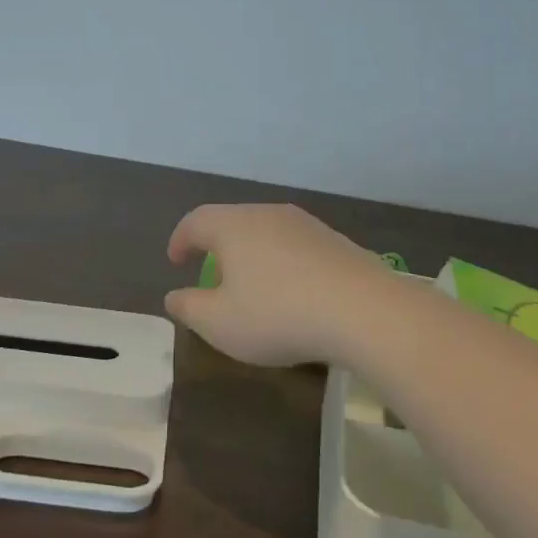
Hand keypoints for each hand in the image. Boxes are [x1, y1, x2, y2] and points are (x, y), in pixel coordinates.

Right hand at [164, 204, 406, 366]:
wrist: (363, 311)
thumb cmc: (278, 315)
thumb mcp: (219, 323)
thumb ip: (189, 308)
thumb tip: (174, 296)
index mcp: (233, 226)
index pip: (196, 221)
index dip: (180, 240)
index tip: (176, 261)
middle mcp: (268, 214)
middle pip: (232, 221)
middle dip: (216, 245)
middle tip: (211, 272)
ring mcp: (306, 225)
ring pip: (267, 232)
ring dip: (252, 253)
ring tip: (251, 283)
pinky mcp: (336, 241)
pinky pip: (296, 246)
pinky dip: (282, 263)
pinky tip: (291, 291)